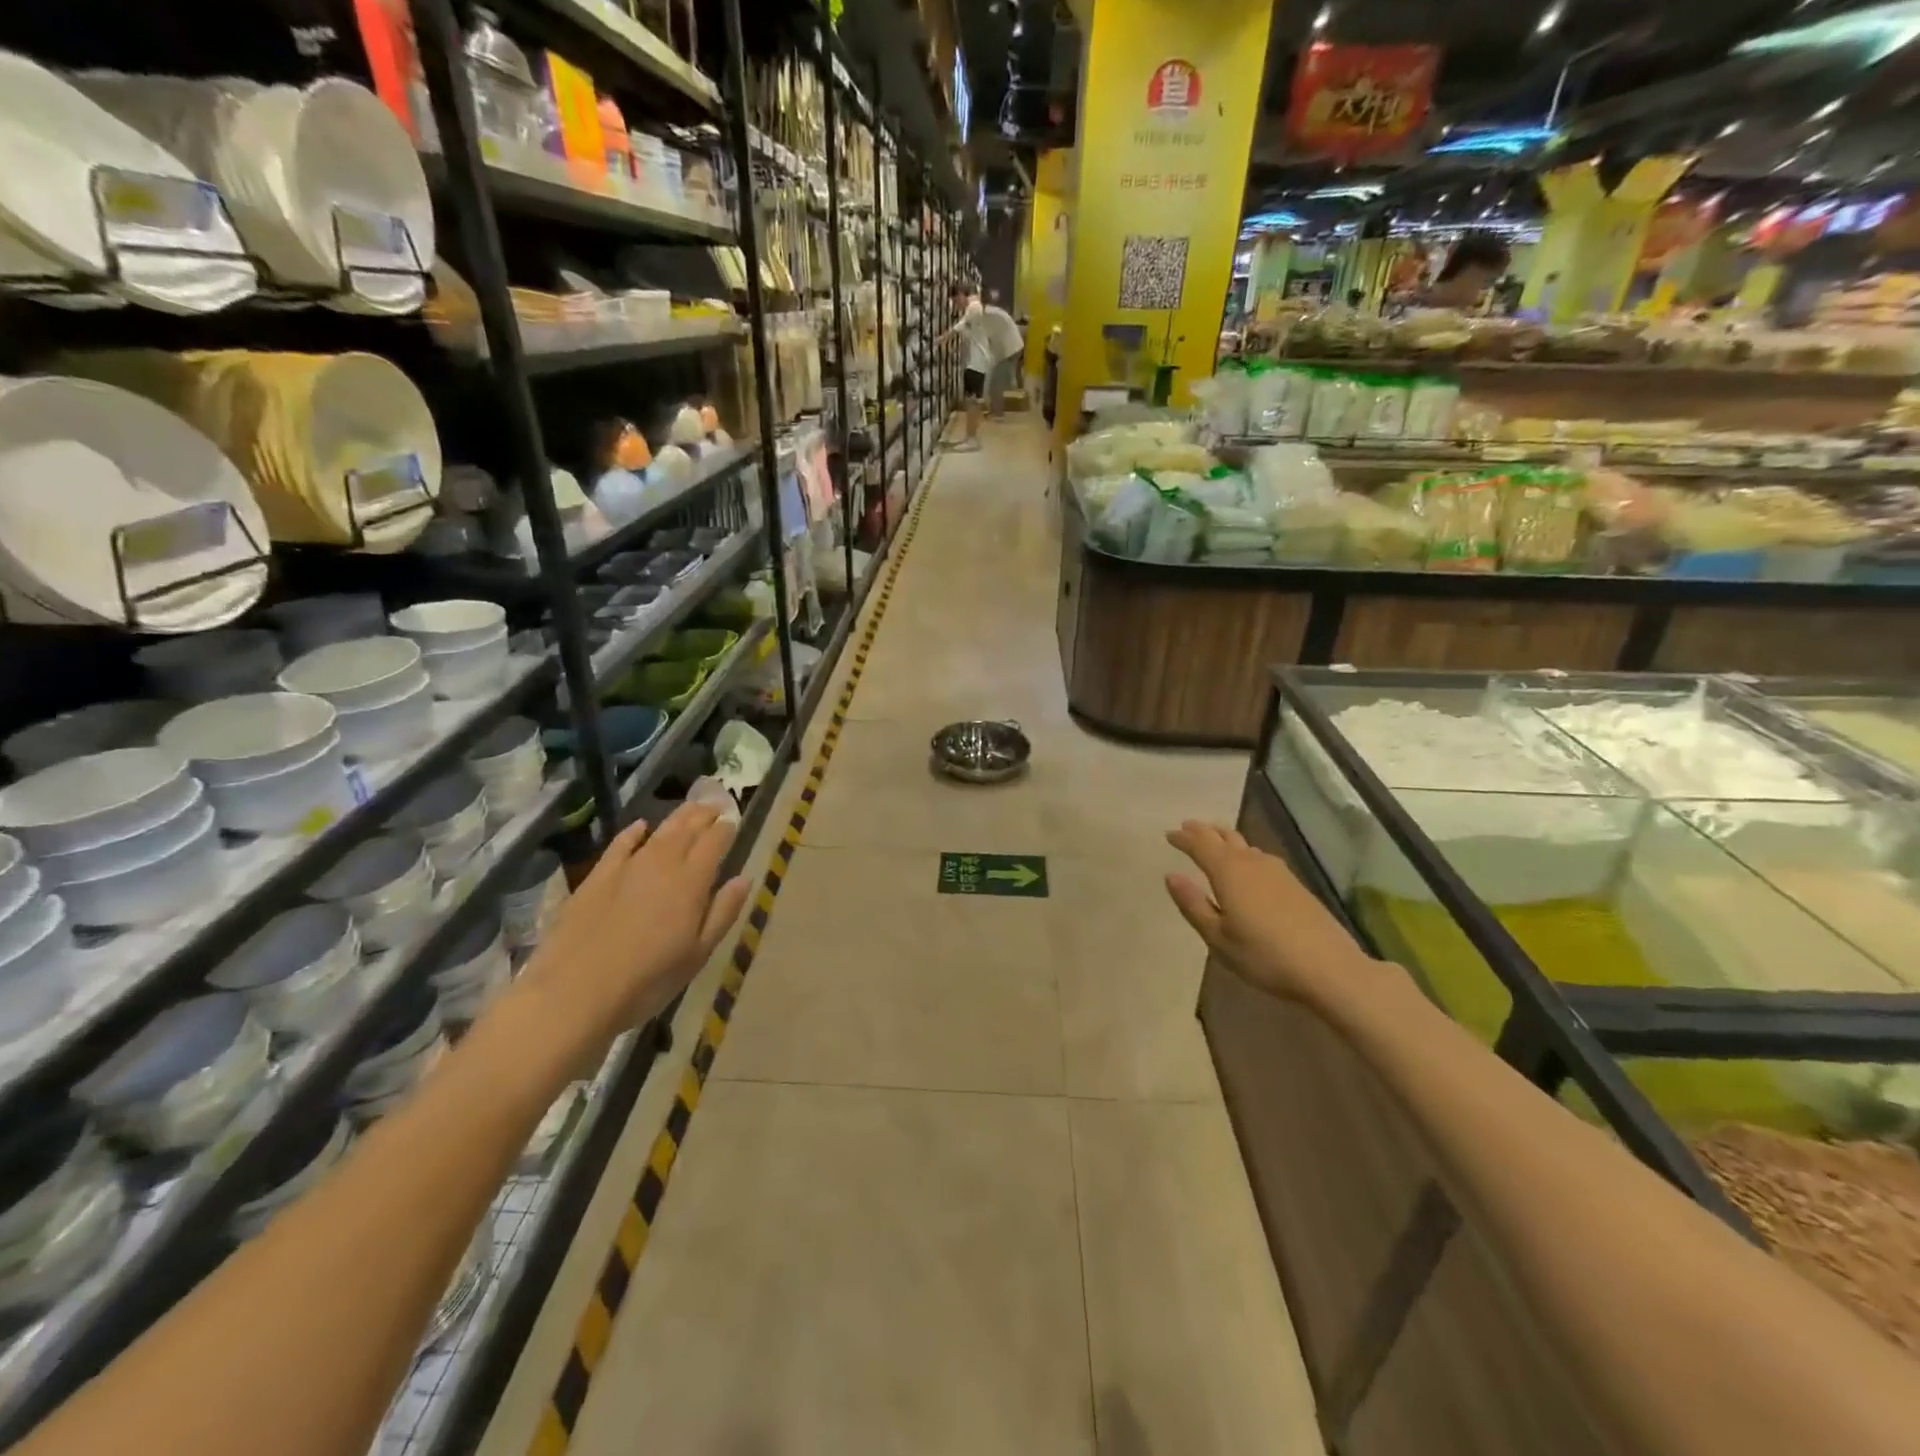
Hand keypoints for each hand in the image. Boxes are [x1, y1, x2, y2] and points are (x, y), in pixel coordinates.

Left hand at [523, 803, 748, 1038]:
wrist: (575, 992)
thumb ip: (723, 911)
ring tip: (690, 808)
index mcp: (692, 881)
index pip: (715, 842)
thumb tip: (744, 878)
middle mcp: (662, 864)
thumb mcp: (698, 953)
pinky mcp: (597, 876)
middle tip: (715, 804)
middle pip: (688, 829)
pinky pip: (620, 844)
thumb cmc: (648, 980)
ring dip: (677, 817)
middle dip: (704, 814)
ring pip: (659, 831)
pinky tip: (640, 826)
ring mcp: (627, 867)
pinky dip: (634, 832)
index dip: (726, 828)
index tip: (733, 820)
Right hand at [1164, 820, 1386, 1007]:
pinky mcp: (1294, 883)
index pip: (1200, 845)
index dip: (1183, 838)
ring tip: (1213, 839)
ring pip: (1244, 844)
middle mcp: (1252, 863)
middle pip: (1224, 837)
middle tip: (1187, 827)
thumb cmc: (1264, 956)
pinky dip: (1244, 851)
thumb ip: (1193, 905)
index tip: (1169, 834)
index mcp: (1228, 872)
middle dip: (1203, 831)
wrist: (1329, 968)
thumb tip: (1171, 876)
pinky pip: (1260, 856)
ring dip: (1224, 838)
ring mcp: (1277, 871)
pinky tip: (1247, 863)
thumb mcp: (1218, 938)